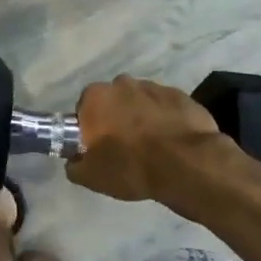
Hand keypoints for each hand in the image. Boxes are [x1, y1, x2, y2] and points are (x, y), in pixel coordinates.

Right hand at [66, 75, 221, 202]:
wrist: (186, 164)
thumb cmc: (131, 167)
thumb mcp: (91, 177)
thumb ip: (75, 165)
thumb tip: (74, 160)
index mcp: (96, 97)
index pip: (84, 109)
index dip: (91, 129)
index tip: (99, 147)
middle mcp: (121, 83)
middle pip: (113, 101)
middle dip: (116, 118)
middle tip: (124, 147)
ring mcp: (153, 86)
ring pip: (140, 102)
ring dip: (142, 117)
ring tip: (152, 146)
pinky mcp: (179, 95)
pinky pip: (165, 107)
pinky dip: (165, 119)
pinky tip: (172, 141)